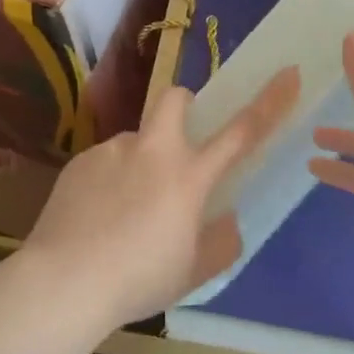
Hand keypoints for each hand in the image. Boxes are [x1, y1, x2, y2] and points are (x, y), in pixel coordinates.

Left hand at [22, 67, 300, 326]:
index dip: (270, 101)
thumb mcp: (193, 272)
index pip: (241, 131)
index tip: (288, 72)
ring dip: (139, 161)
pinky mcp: (80, 162)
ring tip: (123, 210)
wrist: (64, 281)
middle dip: (183, 104)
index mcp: (189, 176)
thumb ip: (220, 243)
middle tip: (179, 141)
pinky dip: (109, 181)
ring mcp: (112, 152)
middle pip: (174, 98)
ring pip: (135, 141)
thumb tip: (227, 221)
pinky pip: (104, 162)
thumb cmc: (138, 279)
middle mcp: (152, 151)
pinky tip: (96, 217)